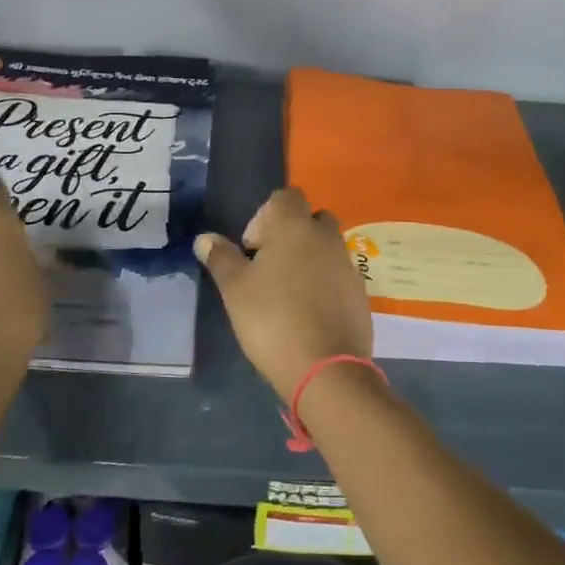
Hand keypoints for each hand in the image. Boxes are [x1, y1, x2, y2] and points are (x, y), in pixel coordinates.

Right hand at [195, 188, 372, 401]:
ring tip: (287, 294)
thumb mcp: (235, 289)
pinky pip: (339, 275)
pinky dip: (324, 284)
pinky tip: (308, 313)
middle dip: (290, 235)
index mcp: (295, 226)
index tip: (252, 249)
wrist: (326, 369)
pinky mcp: (360, 293)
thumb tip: (205, 238)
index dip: (265, 216)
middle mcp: (326, 237)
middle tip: (269, 268)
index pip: (285, 196)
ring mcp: (348, 265)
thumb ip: (221, 258)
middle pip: (310, 219)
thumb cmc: (272, 319)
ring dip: (308, 260)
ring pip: (326, 248)